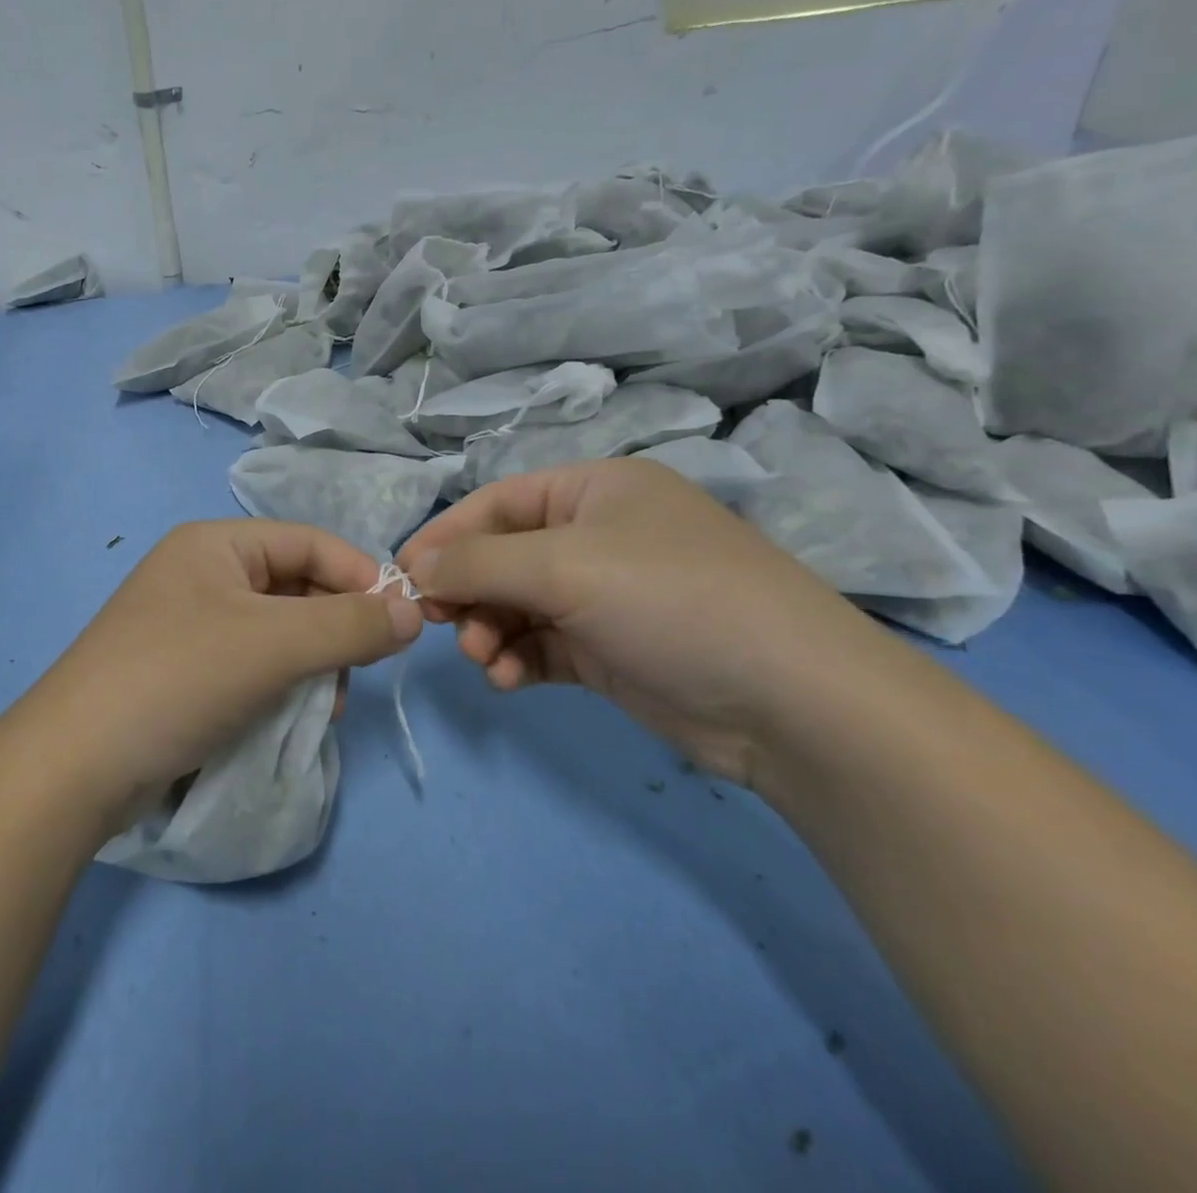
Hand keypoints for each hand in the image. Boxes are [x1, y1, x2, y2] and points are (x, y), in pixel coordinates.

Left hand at [21, 520, 421, 818]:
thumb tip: (412, 612)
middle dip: (333, 628)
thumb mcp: (273, 645)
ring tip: (323, 706)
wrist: (75, 765)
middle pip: (294, 586)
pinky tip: (291, 719)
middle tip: (356, 673)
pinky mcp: (183, 672)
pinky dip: (279, 685)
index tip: (400, 621)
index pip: (309, 542)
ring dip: (310, 663)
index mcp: (215, 545)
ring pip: (277, 631)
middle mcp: (201, 575)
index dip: (360, 575)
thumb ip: (349, 625)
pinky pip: (251, 664)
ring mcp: (189, 625)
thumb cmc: (178, 678)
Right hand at [397, 458, 909, 783]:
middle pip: (504, 556)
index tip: (402, 572)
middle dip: (468, 590)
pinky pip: (541, 645)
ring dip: (489, 629)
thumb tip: (414, 566)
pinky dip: (516, 659)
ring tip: (483, 658)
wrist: (794, 704)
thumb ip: (477, 562)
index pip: (498, 502)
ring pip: (517, 605)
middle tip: (438, 622)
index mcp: (596, 491)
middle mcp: (599, 536)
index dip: (446, 534)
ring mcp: (606, 596)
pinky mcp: (611, 650)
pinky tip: (507, 679)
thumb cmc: (672, 601)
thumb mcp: (564, 567)